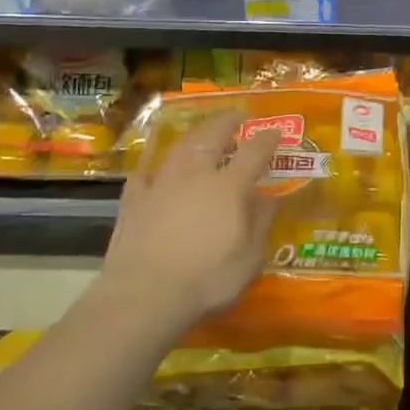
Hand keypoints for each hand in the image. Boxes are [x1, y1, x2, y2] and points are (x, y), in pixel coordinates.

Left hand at [97, 110, 281, 330]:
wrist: (144, 295)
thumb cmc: (207, 280)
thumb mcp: (250, 259)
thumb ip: (261, 223)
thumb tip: (271, 198)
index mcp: (229, 187)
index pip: (254, 152)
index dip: (267, 138)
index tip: (276, 131)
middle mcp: (195, 175)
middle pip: (212, 136)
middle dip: (227, 121)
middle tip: (237, 114)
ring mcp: (161, 184)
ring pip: (180, 147)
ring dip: (195, 134)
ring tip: (202, 131)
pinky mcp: (134, 200)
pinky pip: (144, 172)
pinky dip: (153, 163)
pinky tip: (153, 164)